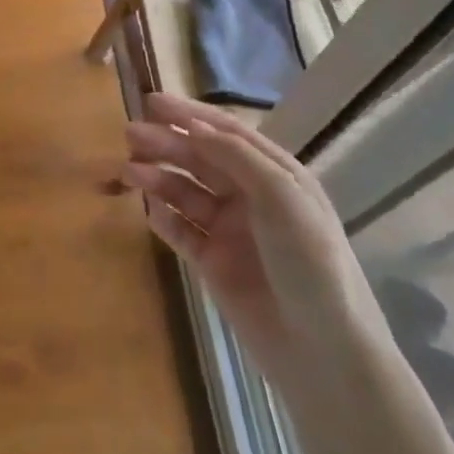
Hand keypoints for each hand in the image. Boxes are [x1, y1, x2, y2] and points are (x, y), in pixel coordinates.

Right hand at [124, 93, 388, 387]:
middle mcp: (250, 196)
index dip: (189, 114)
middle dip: (166, 143)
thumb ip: (236, 156)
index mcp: (274, 174)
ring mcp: (229, 230)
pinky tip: (147, 208)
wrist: (324, 352)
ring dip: (158, 177)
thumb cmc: (310, 263)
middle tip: (129, 134)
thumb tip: (193, 125)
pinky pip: (181, 230)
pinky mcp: (212, 263)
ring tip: (128, 171)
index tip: (151, 101)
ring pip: (185, 192)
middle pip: (200, 159)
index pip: (225, 132)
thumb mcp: (282, 198)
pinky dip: (163, 216)